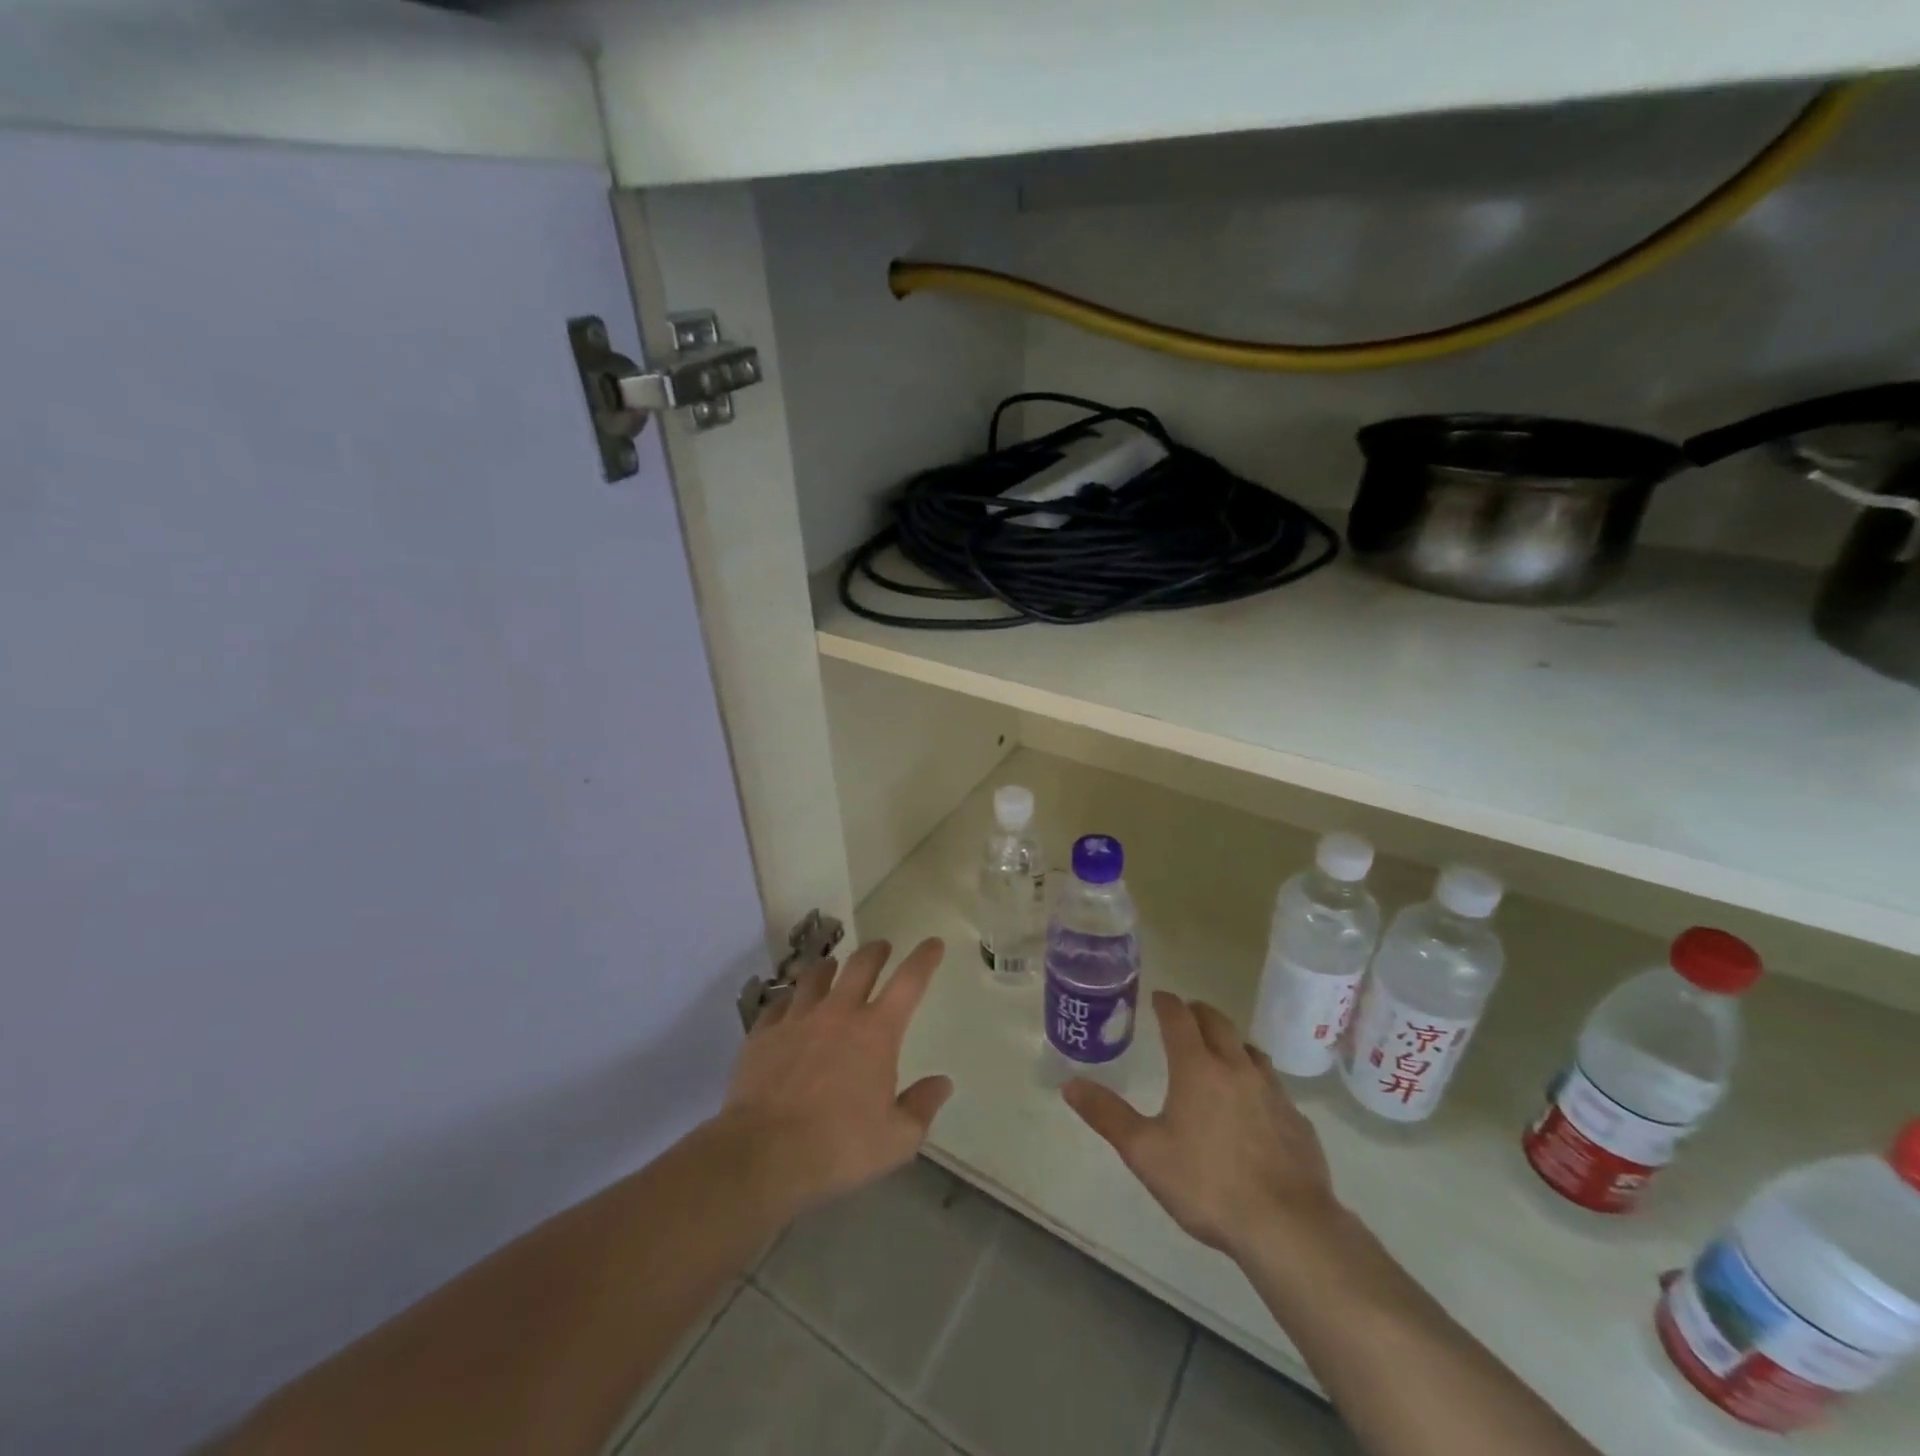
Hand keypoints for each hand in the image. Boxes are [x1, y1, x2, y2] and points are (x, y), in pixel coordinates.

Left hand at [719, 938, 952, 1213]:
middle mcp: (838, 1013)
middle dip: (875, 951)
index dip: (924, 959)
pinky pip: (778, 1005)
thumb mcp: (896, 1139)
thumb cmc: (838, 1146)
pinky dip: (788, 1001)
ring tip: (831, 966)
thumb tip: (942, 1083)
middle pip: (860, 965)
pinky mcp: (763, 1034)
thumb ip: (921, 1107)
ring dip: (828, 968)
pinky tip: (787, 1007)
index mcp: (876, 1032)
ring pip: (815, 976)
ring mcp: (797, 1019)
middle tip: (882, 947)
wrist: (763, 1152)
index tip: (932, 943)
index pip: (909, 982)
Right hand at [1063, 991, 1339, 1259]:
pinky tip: (1254, 1104)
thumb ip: (1107, 1115)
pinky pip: (1273, 1085)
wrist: (1287, 1226)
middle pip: (1218, 1022)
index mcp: (1197, 1067)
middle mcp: (1236, 1067)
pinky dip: (1256, 1080)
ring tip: (1220, 1052)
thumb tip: (1070, 1085)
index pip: (1179, 1018)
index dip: (1166, 1003)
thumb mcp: (1145, 1152)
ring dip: (1231, 1041)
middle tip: (1186, 1014)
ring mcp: (1272, 1091)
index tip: (1158, 997)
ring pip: (1249, 1049)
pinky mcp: (1296, 1119)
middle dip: (1199, 1012)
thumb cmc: (1207, 1184)